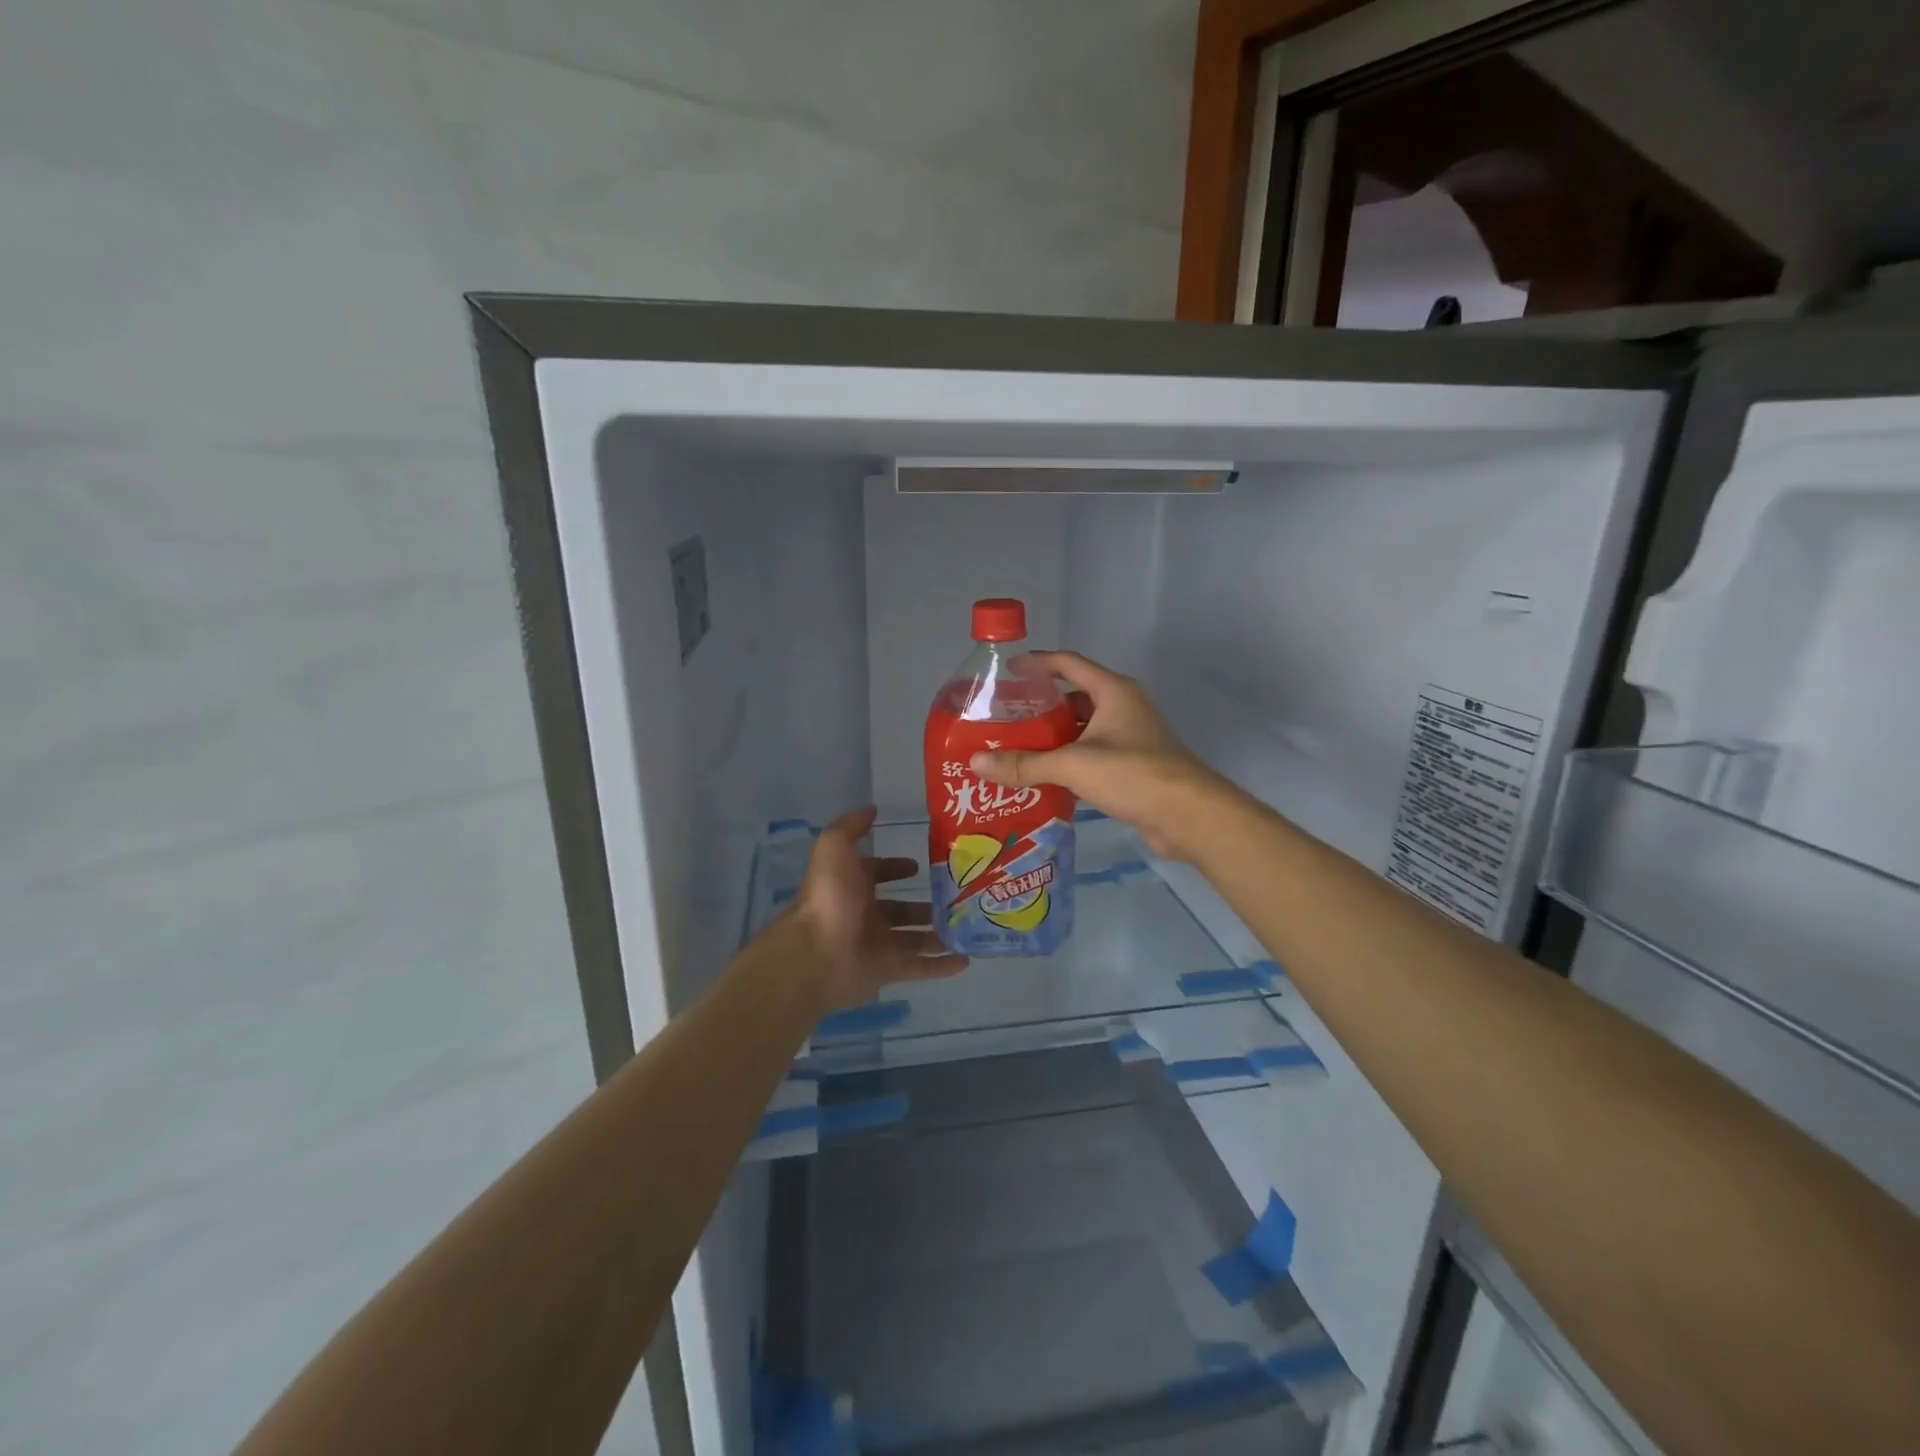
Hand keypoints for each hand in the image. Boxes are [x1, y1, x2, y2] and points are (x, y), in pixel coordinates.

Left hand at [792, 807, 966, 1010]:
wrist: (818, 952)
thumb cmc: (830, 896)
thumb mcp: (835, 847)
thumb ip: (852, 825)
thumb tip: (872, 809)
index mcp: (852, 885)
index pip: (877, 872)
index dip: (895, 867)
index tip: (918, 865)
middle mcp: (864, 914)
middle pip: (899, 908)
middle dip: (923, 904)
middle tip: (955, 897)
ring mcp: (878, 944)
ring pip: (913, 938)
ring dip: (937, 933)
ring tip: (966, 926)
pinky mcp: (888, 970)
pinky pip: (920, 967)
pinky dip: (941, 966)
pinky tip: (965, 960)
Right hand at [970, 652, 1231, 862]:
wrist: (1189, 816)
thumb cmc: (1133, 774)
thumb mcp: (1073, 764)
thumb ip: (1025, 764)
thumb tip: (976, 764)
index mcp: (1113, 692)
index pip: (1069, 663)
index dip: (1038, 663)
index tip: (1008, 670)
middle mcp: (1123, 708)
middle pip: (1074, 698)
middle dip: (1040, 707)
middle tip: (1004, 719)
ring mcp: (1131, 738)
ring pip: (1083, 730)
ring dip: (1053, 738)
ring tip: (1016, 748)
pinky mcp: (1133, 767)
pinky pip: (1092, 756)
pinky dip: (1069, 762)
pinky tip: (1043, 777)